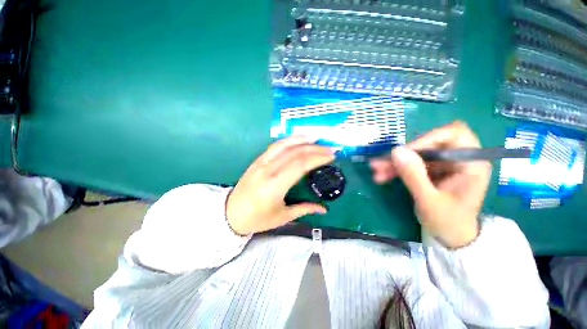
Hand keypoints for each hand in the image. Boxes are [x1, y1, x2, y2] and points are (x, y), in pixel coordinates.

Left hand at [226, 136, 334, 235]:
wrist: (230, 213)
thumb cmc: (257, 218)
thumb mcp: (282, 217)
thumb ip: (304, 209)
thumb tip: (324, 209)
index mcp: (275, 186)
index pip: (300, 165)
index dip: (317, 158)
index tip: (331, 156)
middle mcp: (268, 170)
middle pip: (295, 153)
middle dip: (315, 149)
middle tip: (330, 148)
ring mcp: (261, 163)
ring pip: (284, 145)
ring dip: (301, 139)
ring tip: (316, 138)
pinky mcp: (258, 160)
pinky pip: (275, 146)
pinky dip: (288, 140)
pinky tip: (297, 139)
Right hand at [370, 121, 491, 247]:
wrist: (451, 237)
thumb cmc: (448, 222)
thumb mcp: (429, 200)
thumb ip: (413, 175)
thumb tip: (396, 151)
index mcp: (471, 164)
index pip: (453, 134)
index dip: (427, 139)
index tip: (405, 152)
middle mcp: (458, 160)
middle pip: (428, 145)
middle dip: (403, 154)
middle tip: (381, 163)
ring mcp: (444, 166)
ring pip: (416, 155)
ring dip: (395, 163)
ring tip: (377, 171)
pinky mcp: (432, 172)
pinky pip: (412, 165)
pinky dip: (397, 170)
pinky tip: (383, 176)